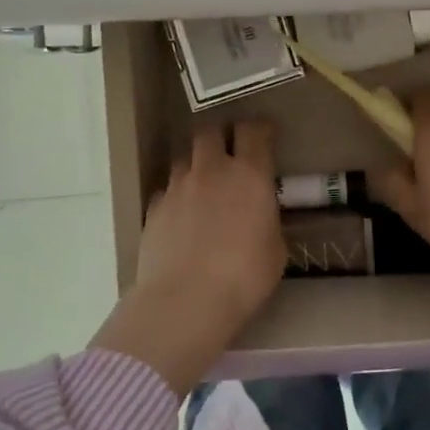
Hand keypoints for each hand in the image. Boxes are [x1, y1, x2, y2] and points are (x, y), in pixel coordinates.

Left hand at [91, 121, 284, 394]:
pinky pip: (165, 190)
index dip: (260, 129)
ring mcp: (178, 187)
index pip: (254, 131)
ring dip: (194, 165)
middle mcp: (212, 170)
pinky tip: (180, 217)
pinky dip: (174, 196)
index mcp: (249, 174)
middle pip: (210, 132)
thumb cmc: (244, 276)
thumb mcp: (275, 250)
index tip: (264, 135)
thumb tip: (262, 216)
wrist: (186, 300)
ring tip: (201, 186)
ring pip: (183, 158)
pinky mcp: (154, 208)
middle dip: (220, 136)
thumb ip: (268, 221)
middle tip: (228, 152)